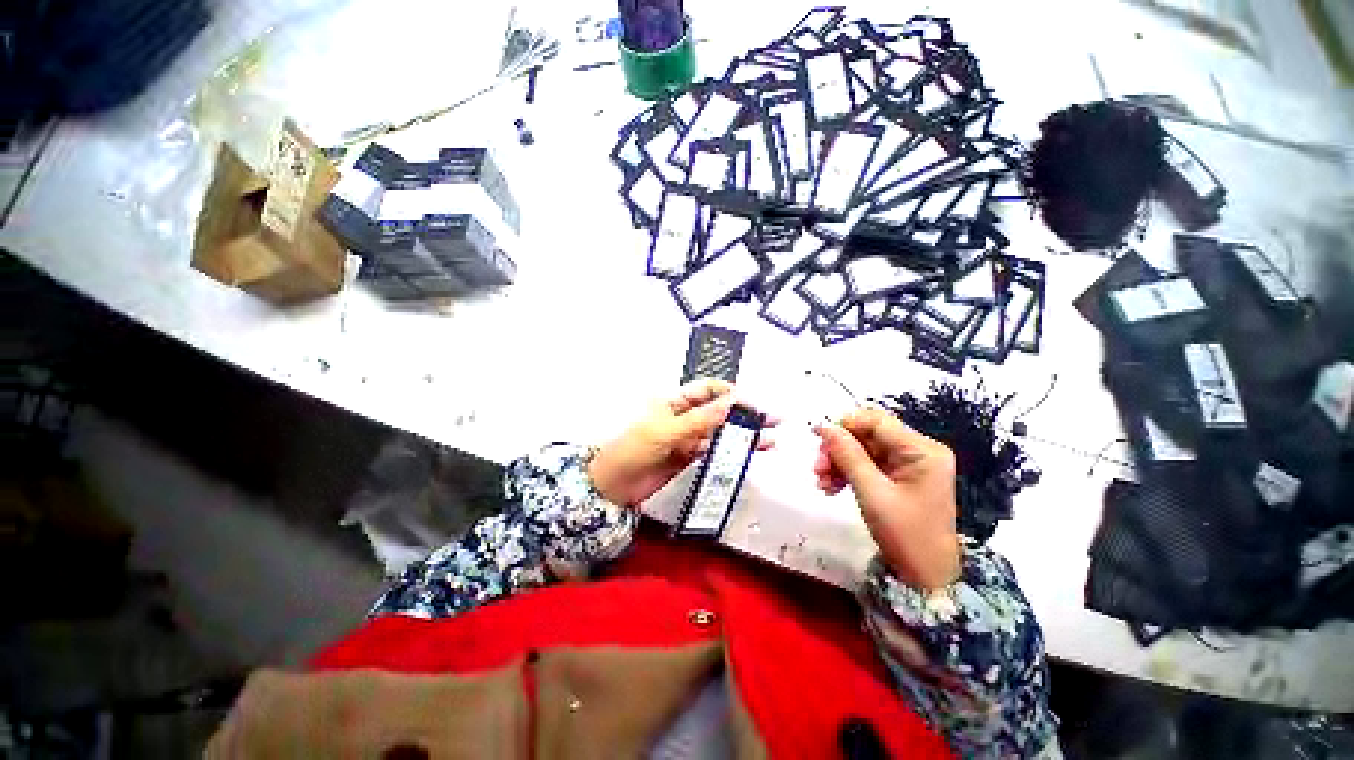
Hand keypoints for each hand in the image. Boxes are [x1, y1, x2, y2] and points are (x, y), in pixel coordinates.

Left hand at [589, 380, 775, 506]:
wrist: (612, 487)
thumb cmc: (633, 450)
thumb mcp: (666, 431)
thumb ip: (700, 419)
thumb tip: (731, 401)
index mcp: (674, 401)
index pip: (708, 390)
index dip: (731, 393)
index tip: (753, 402)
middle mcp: (684, 416)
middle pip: (719, 410)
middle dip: (744, 413)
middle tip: (772, 419)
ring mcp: (687, 437)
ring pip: (720, 431)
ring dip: (743, 434)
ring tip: (770, 439)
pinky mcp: (689, 457)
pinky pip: (714, 450)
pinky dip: (731, 451)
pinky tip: (748, 453)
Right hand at [812, 407, 960, 589]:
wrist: (927, 578)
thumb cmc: (905, 535)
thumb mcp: (872, 492)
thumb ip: (847, 455)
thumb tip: (824, 426)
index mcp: (922, 451)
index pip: (877, 421)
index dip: (844, 424)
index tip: (816, 435)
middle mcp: (919, 451)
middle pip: (868, 436)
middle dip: (839, 449)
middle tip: (816, 468)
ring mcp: (911, 465)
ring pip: (864, 450)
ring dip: (839, 462)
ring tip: (821, 482)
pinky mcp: (902, 478)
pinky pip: (869, 465)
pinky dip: (849, 473)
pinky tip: (832, 487)